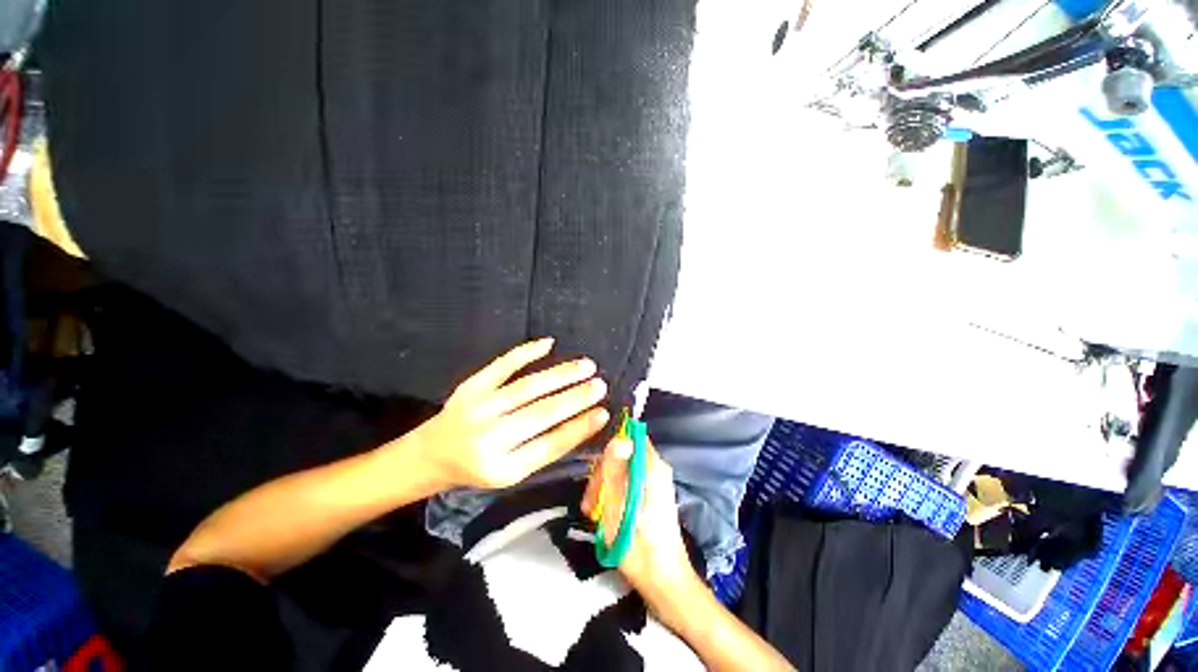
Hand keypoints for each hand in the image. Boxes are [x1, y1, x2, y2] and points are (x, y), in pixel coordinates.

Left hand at [411, 338, 610, 489]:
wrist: (433, 453)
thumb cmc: (478, 468)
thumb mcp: (511, 473)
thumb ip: (542, 452)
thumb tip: (582, 424)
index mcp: (503, 467)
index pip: (549, 446)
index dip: (578, 429)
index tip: (603, 414)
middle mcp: (489, 437)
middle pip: (540, 414)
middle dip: (575, 398)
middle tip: (601, 386)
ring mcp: (478, 408)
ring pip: (526, 388)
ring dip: (559, 375)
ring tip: (586, 367)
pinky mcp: (470, 386)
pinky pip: (501, 366)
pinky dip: (525, 353)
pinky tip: (548, 344)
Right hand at [581, 433, 695, 598]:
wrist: (661, 577)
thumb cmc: (637, 545)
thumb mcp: (616, 508)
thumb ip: (614, 472)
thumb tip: (618, 439)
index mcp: (653, 470)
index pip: (631, 438)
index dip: (608, 449)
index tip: (592, 473)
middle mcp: (657, 473)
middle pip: (623, 458)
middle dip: (601, 476)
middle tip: (589, 504)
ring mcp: (655, 488)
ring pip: (621, 475)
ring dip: (603, 492)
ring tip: (592, 516)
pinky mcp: (651, 502)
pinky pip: (627, 490)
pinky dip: (612, 501)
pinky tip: (603, 521)